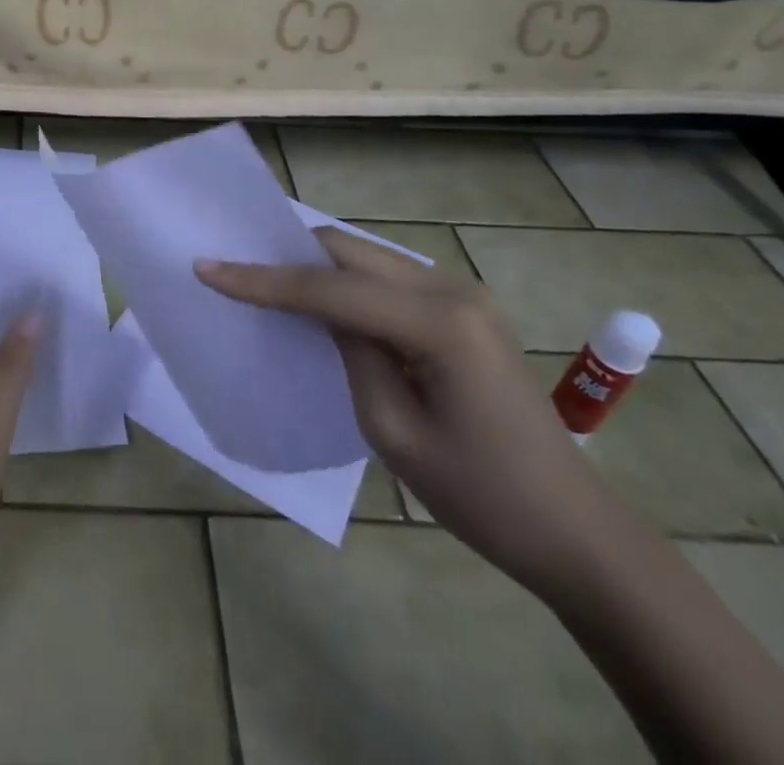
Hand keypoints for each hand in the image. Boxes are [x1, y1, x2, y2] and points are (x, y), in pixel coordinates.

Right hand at [196, 228, 626, 598]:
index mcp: (439, 322)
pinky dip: (345, 283)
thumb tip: (318, 311)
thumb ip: (349, 353)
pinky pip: (387, 278)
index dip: (264, 279)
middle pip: (348, 250)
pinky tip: (320, 301)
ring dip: (315, 266)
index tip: (208, 268)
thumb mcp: (392, 430)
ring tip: (264, 280)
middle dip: (287, 256)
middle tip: (233, 267)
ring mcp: (463, 293)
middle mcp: (452, 288)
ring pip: (365, 257)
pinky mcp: (463, 309)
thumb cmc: (482, 497)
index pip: (330, 288)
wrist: (575, 533)